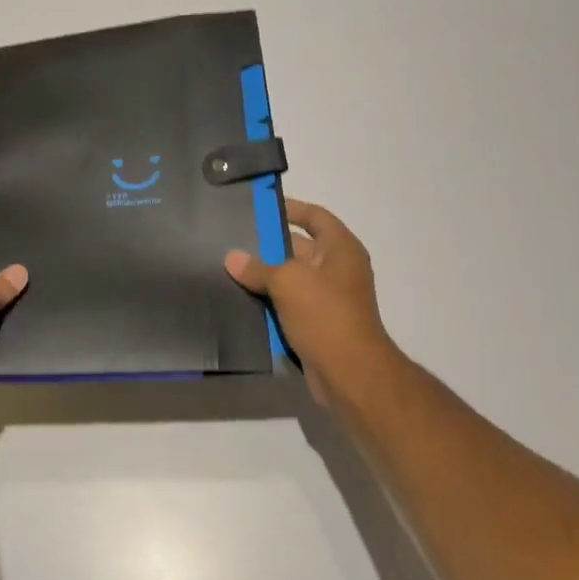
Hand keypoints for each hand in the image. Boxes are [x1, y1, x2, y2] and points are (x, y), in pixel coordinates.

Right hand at [225, 199, 397, 404]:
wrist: (349, 371)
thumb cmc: (324, 314)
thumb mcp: (287, 282)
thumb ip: (258, 267)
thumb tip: (232, 258)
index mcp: (341, 249)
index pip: (316, 217)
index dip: (291, 209)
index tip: (260, 207)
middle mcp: (338, 269)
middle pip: (300, 247)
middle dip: (269, 245)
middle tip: (233, 239)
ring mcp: (329, 298)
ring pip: (291, 279)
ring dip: (266, 276)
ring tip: (230, 269)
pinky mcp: (318, 324)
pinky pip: (289, 305)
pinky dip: (270, 302)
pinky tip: (241, 300)